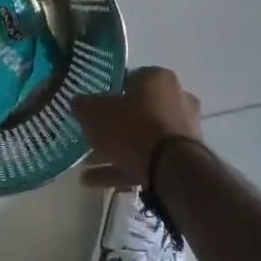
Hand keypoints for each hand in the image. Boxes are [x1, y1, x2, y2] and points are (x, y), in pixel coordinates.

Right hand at [73, 66, 202, 190]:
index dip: (108, 93)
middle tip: (89, 138)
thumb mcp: (96, 114)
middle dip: (111, 127)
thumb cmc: (132, 128)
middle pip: (137, 111)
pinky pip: (146, 160)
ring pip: (141, 138)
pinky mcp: (182, 159)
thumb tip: (78, 102)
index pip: (130, 79)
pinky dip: (122, 168)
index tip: (92, 108)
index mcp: (158, 79)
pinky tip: (94, 180)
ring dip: (114, 151)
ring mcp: (181, 131)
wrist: (171, 169)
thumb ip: (85, 106)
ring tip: (86, 164)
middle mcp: (176, 100)